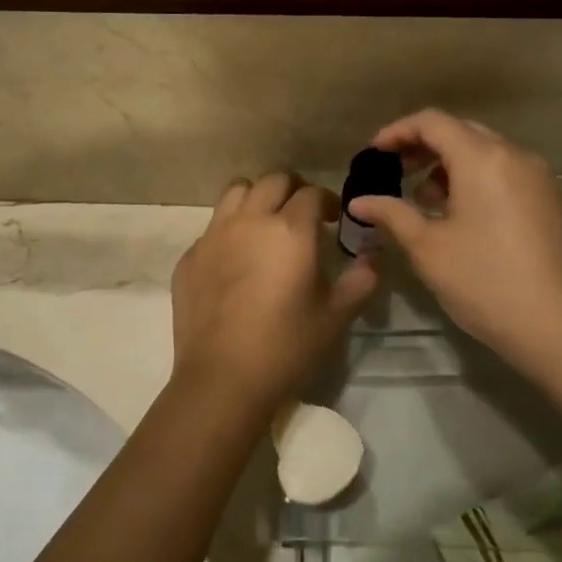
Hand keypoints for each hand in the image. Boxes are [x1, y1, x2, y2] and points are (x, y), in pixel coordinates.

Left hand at [171, 173, 377, 410]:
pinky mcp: (190, 256)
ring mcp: (214, 236)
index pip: (312, 193)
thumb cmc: (287, 347)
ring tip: (264, 225)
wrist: (223, 380)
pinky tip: (234, 262)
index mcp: (290, 230)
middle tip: (301, 216)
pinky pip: (211, 228)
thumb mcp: (337, 317)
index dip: (326, 202)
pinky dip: (228, 232)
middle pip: (272, 180)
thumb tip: (371, 257)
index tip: (332, 220)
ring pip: (236, 192)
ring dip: (255, 199)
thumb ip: (360, 280)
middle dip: (292, 190)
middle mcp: (250, 221)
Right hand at [345, 111, 561, 379]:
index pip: (432, 122)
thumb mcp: (428, 249)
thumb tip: (358, 202)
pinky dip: (475, 179)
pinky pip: (505, 172)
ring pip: (485, 152)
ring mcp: (538, 178)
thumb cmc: (486, 283)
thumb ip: (391, 214)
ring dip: (449, 164)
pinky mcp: (550, 201)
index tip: (373, 154)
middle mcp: (514, 156)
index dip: (397, 131)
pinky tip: (460, 215)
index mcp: (482, 158)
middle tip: (393, 171)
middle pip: (460, 131)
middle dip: (422, 146)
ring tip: (423, 199)